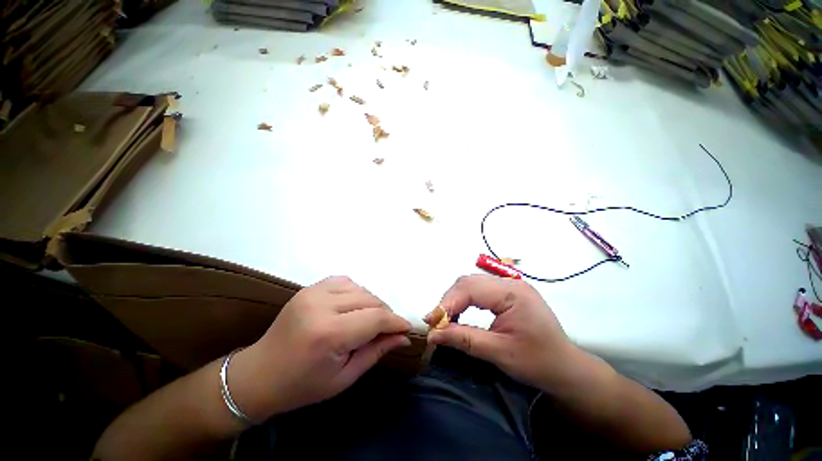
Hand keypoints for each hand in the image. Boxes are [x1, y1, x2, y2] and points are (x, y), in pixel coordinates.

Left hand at [229, 276, 410, 420]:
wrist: (259, 374)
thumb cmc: (302, 385)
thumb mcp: (344, 378)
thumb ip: (377, 351)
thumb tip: (403, 337)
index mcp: (328, 333)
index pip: (375, 318)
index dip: (396, 322)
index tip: (407, 328)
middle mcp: (321, 305)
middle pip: (370, 299)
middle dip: (386, 313)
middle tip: (390, 328)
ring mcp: (313, 292)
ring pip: (360, 288)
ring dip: (372, 302)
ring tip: (371, 319)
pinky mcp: (309, 288)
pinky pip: (344, 281)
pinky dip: (356, 292)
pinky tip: (353, 306)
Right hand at [427, 274, 574, 389]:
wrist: (566, 368)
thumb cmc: (538, 362)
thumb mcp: (499, 352)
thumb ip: (464, 339)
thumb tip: (433, 335)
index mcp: (512, 292)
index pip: (470, 289)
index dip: (447, 303)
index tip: (431, 322)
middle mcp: (510, 282)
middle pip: (469, 282)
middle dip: (449, 300)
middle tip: (436, 321)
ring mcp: (510, 285)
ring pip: (472, 284)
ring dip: (455, 299)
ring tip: (445, 318)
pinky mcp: (508, 292)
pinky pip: (479, 290)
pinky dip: (465, 300)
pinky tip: (460, 313)